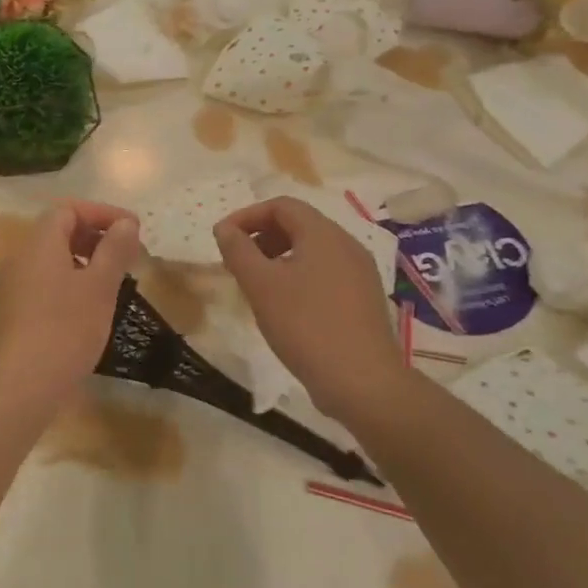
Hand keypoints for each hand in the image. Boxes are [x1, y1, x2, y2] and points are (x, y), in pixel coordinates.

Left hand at [0, 201, 142, 410]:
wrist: (12, 391)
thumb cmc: (63, 332)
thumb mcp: (99, 289)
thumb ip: (114, 251)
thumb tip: (126, 223)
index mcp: (37, 245)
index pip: (67, 209)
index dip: (102, 214)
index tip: (132, 231)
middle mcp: (14, 261)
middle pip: (54, 236)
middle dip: (91, 240)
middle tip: (122, 261)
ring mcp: (2, 292)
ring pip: (44, 267)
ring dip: (76, 269)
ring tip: (105, 292)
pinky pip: (33, 293)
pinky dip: (59, 293)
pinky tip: (76, 322)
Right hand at [214, 197, 406, 421]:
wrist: (362, 382)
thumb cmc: (306, 325)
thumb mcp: (261, 285)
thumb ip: (238, 251)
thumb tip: (225, 228)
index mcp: (324, 234)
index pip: (282, 205)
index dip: (247, 215)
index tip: (223, 239)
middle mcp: (347, 245)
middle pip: (298, 225)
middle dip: (262, 236)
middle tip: (237, 261)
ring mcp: (360, 273)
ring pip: (311, 250)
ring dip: (278, 257)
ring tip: (256, 285)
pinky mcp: (363, 299)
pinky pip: (325, 273)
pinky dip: (298, 276)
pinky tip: (285, 306)